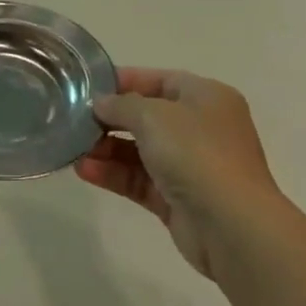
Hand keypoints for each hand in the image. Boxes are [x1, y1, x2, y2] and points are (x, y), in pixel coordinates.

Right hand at [75, 68, 286, 275]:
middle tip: (75, 119)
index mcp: (206, 98)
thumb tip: (101, 104)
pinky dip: (113, 174)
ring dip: (106, 148)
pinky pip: (139, 179)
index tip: (89, 87)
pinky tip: (84, 170)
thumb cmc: (196, 154)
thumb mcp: (153, 115)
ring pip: (140, 150)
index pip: (161, 80)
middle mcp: (201, 128)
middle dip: (111, 119)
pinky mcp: (178, 198)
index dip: (126, 81)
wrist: (231, 225)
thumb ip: (121, 105)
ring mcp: (191, 166)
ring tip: (73, 148)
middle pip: (148, 117)